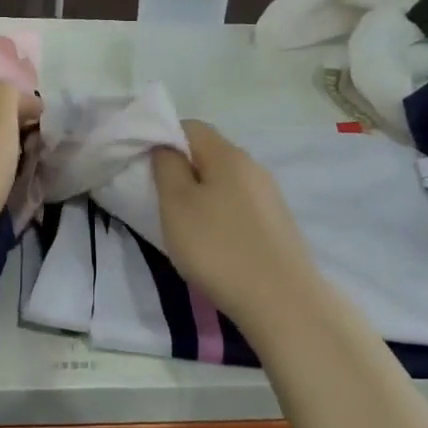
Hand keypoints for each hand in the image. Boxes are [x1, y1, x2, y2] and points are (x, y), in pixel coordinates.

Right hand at [151, 121, 326, 325]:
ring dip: (202, 195)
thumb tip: (166, 147)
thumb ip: (167, 167)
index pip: (191, 126)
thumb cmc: (218, 248)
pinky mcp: (277, 223)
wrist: (282, 301)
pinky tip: (215, 244)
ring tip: (185, 226)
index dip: (163, 139)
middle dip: (182, 170)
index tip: (146, 168)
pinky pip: (240, 205)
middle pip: (210, 154)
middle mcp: (253, 166)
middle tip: (161, 200)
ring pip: (225, 181)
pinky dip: (221, 215)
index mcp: (228, 155)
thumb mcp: (176, 205)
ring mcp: (269, 196)